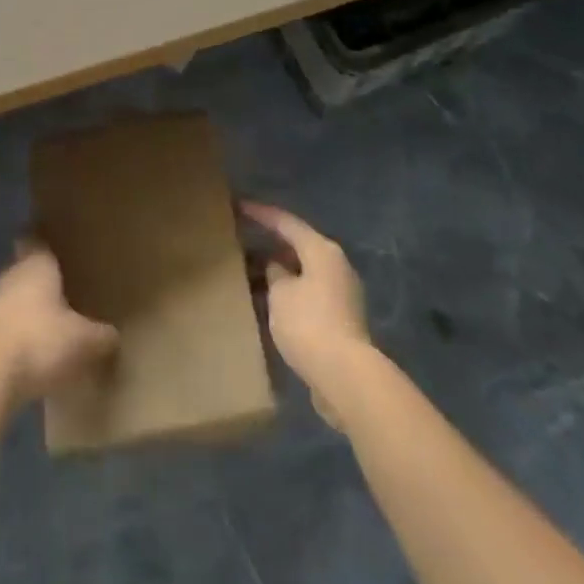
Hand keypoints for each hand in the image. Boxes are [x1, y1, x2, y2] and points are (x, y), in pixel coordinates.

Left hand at [0, 240, 118, 406]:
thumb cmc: (42, 341)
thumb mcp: (85, 341)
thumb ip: (102, 335)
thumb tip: (113, 336)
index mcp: (37, 263)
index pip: (36, 237)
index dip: (46, 238)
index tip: (60, 242)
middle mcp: (14, 274)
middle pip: (26, 264)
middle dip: (42, 272)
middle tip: (65, 279)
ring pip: (17, 292)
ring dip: (30, 301)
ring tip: (54, 314)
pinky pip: (9, 319)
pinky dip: (22, 326)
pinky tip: (38, 342)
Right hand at [242, 201, 371, 422]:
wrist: (346, 377)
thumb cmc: (309, 323)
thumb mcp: (280, 292)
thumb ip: (274, 273)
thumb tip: (277, 268)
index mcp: (321, 250)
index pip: (286, 223)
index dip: (261, 213)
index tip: (238, 206)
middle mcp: (336, 266)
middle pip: (298, 247)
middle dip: (269, 246)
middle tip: (241, 242)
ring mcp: (341, 294)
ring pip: (302, 274)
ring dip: (278, 274)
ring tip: (249, 275)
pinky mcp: (340, 320)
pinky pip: (308, 296)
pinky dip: (288, 295)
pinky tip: (268, 304)